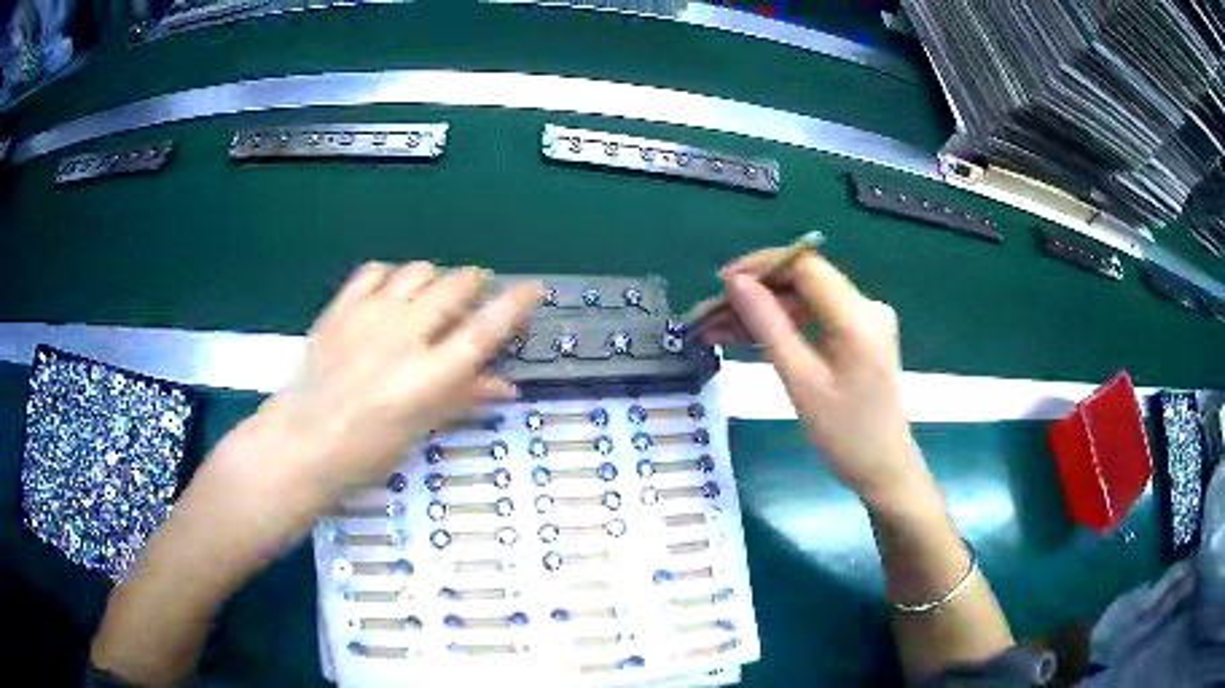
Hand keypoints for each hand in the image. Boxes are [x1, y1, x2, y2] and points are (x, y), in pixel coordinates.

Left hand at [258, 262, 542, 504]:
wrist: (300, 442)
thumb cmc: (366, 451)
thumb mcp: (420, 429)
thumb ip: (463, 399)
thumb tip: (506, 385)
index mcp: (429, 375)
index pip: (485, 329)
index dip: (516, 305)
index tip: (533, 290)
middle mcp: (404, 336)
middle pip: (455, 287)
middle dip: (476, 282)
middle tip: (478, 293)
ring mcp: (369, 316)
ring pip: (418, 271)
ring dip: (436, 277)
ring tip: (434, 293)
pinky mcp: (341, 308)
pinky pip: (375, 271)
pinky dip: (392, 275)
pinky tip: (391, 292)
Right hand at [700, 248, 930, 508]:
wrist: (884, 469)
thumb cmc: (844, 434)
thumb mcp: (801, 381)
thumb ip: (768, 325)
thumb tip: (736, 283)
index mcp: (858, 316)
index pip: (804, 266)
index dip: (760, 266)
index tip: (720, 283)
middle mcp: (867, 307)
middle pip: (805, 281)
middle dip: (758, 292)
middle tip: (713, 314)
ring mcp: (868, 321)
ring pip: (808, 300)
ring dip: (767, 310)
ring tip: (722, 329)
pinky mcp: (863, 336)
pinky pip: (819, 318)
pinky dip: (787, 325)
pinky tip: (753, 336)